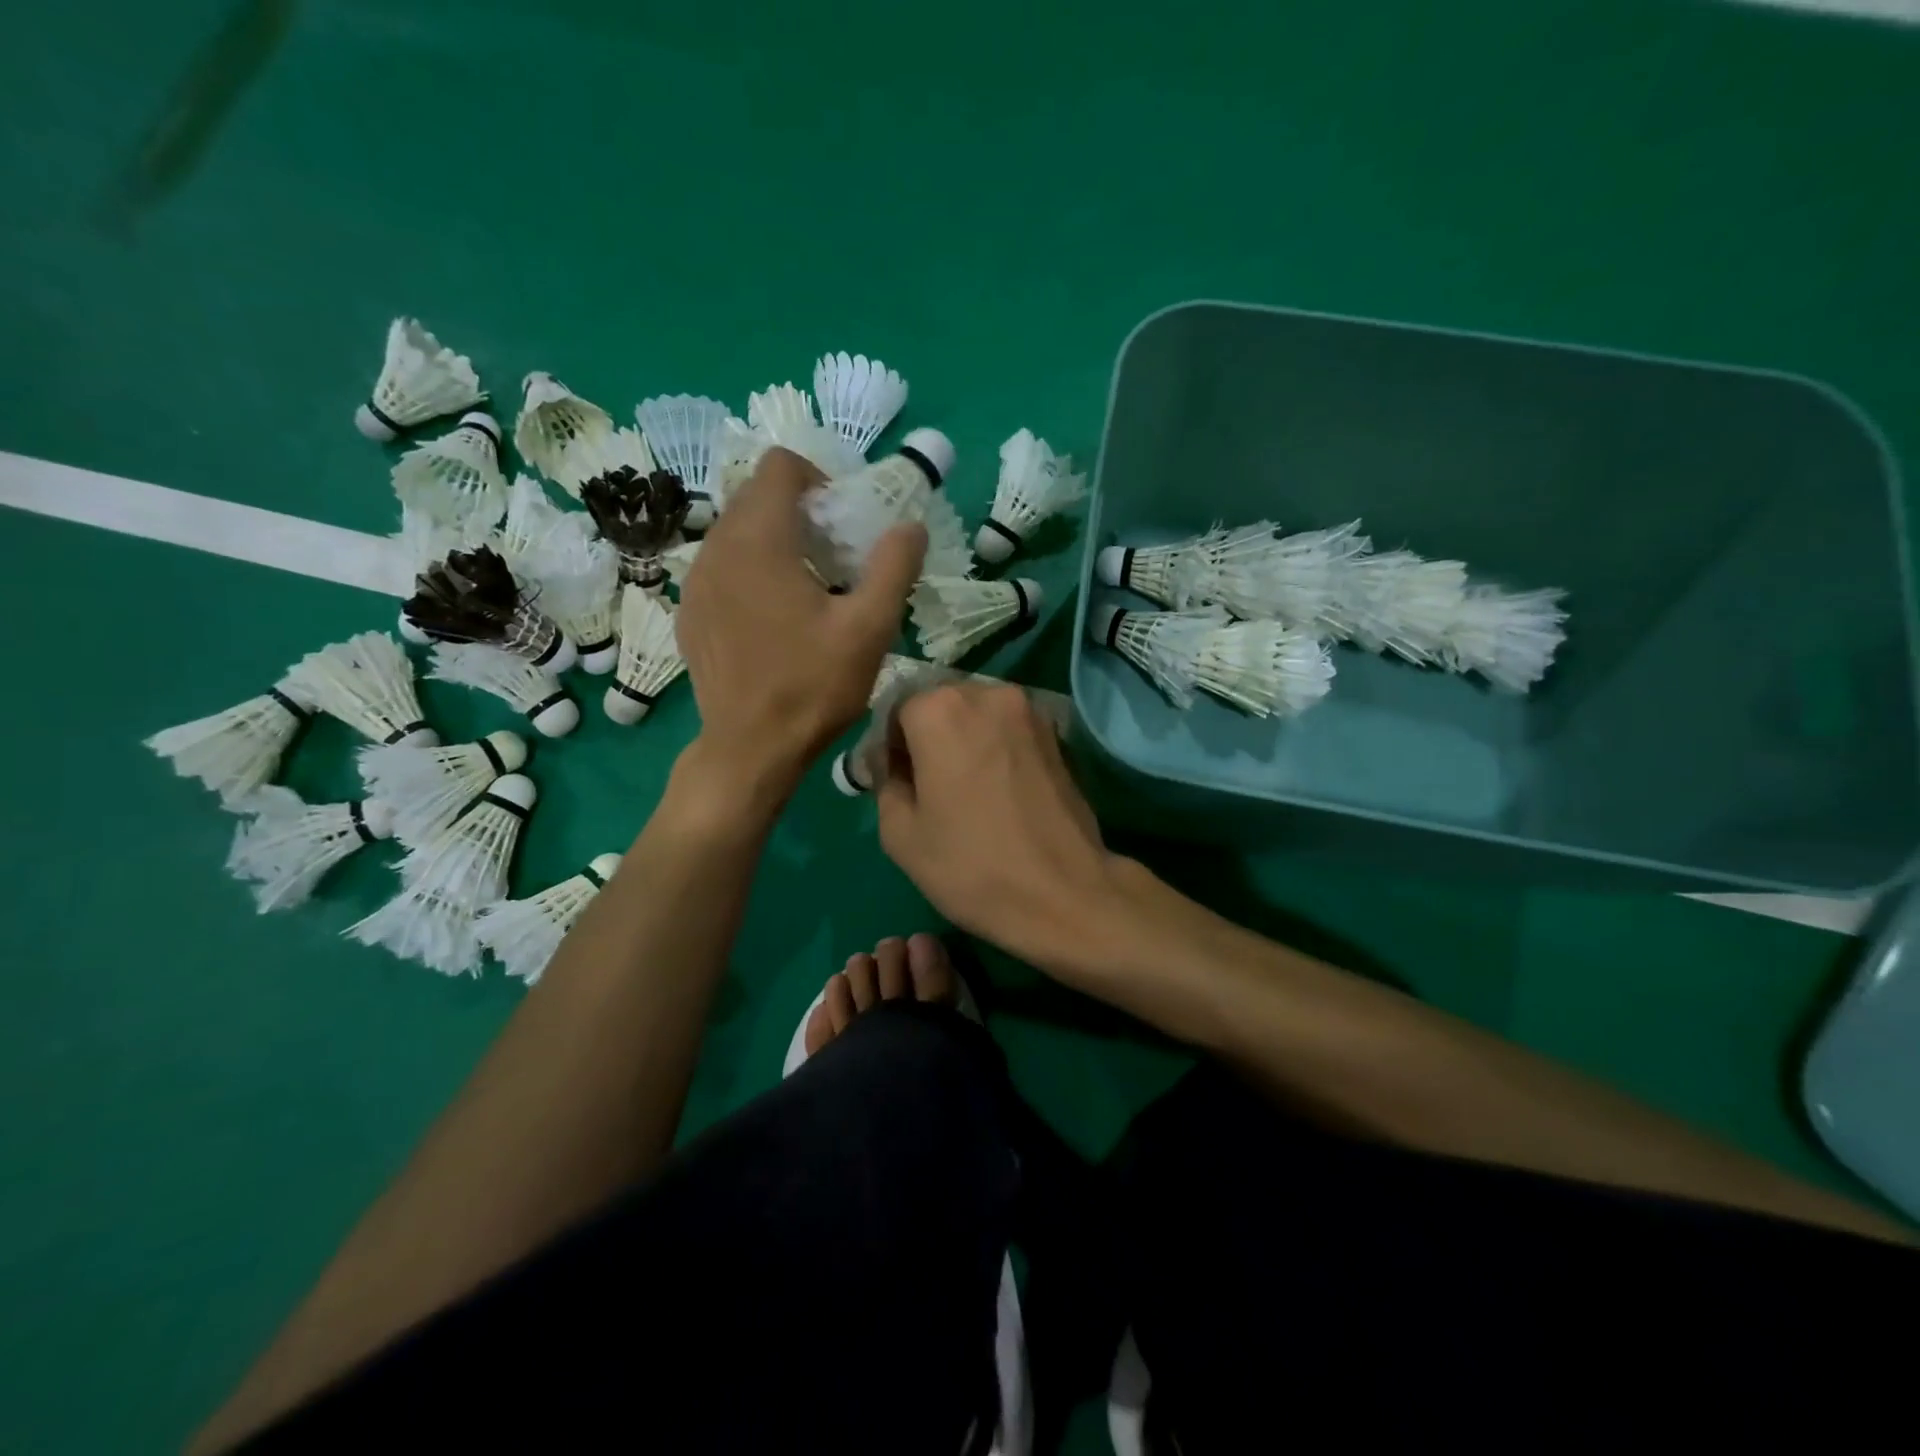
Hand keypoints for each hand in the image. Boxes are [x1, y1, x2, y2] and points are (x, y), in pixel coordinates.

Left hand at [675, 449, 924, 803]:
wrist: (750, 748)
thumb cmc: (813, 686)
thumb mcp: (870, 629)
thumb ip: (894, 567)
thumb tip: (911, 526)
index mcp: (759, 540)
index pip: (779, 465)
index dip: (817, 479)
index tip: (842, 522)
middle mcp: (716, 548)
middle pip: (756, 496)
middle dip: (798, 511)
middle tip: (833, 558)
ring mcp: (695, 582)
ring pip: (735, 532)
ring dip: (773, 541)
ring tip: (805, 588)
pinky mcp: (689, 612)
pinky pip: (720, 567)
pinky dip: (749, 571)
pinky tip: (772, 618)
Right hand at [877, 682, 1124, 970]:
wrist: (1063, 893)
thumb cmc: (970, 865)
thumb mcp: (900, 834)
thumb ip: (886, 782)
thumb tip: (893, 764)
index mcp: (940, 710)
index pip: (898, 710)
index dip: (892, 746)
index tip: (899, 782)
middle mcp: (987, 694)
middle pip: (942, 704)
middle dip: (930, 736)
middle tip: (931, 787)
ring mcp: (1030, 711)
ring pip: (979, 714)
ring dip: (965, 740)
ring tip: (969, 789)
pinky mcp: (1058, 734)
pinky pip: (1010, 730)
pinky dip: (997, 748)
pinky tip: (1000, 790)